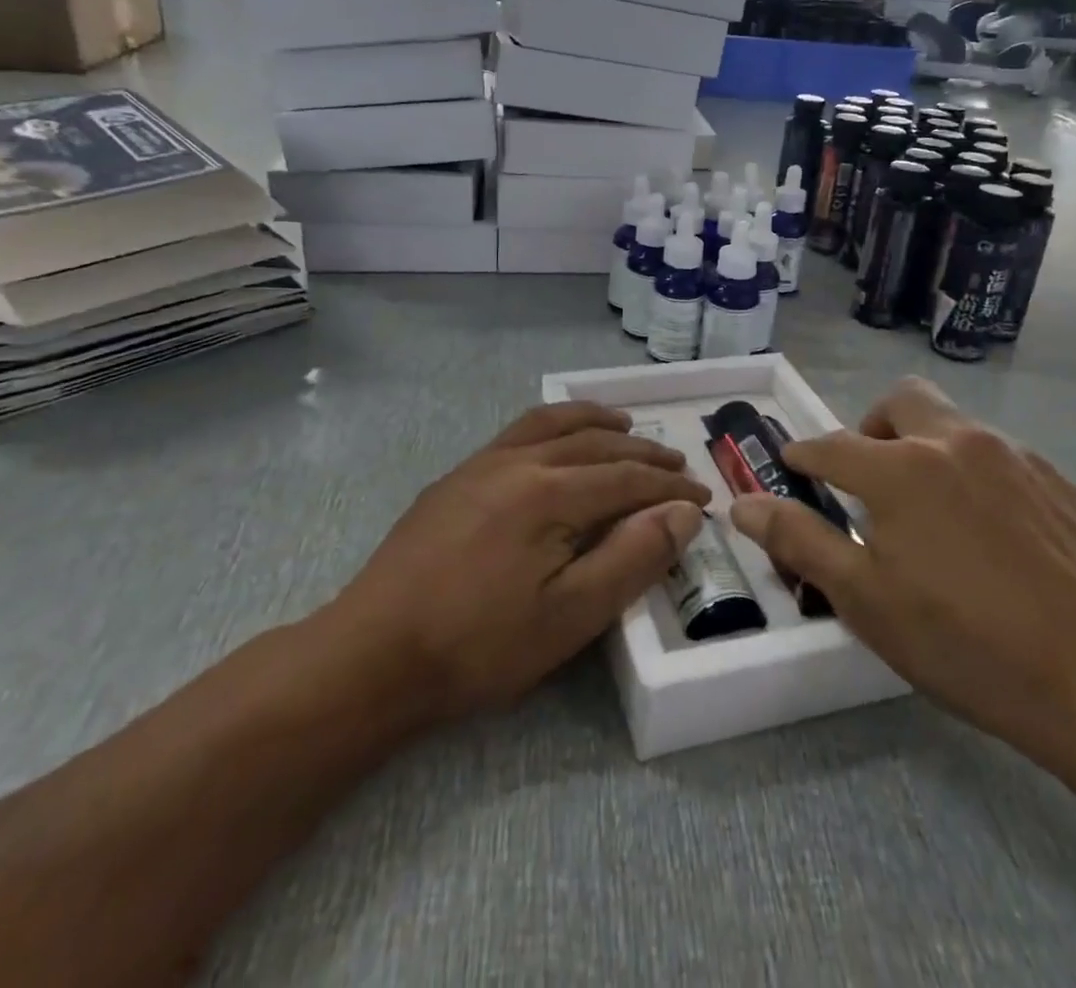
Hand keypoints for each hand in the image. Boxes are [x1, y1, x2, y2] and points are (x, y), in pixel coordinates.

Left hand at [332, 403, 707, 724]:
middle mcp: (518, 461)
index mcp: (549, 493)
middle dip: (642, 450)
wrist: (372, 655)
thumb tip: (682, 512)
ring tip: (624, 424)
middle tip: (676, 462)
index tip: (703, 497)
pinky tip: (555, 441)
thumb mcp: (570, 615)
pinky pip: (517, 432)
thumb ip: (632, 557)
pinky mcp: (455, 477)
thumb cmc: (479, 645)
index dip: (669, 487)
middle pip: (594, 443)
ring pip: (552, 424)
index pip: (626, 477)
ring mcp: (481, 464)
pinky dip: (552, 425)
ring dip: (595, 421)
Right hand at [728, 378, 1075, 757]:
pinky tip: (990, 533)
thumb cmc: (961, 643)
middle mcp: (955, 443)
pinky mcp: (1060, 482)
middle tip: (870, 478)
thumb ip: (797, 539)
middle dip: (873, 427)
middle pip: (900, 400)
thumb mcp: (863, 599)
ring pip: (954, 424)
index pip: (831, 445)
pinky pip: (1002, 457)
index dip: (803, 455)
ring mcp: (1015, 457)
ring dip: (927, 448)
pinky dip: (977, 476)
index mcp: (900, 469)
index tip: (793, 466)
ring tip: (931, 511)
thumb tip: (741, 503)